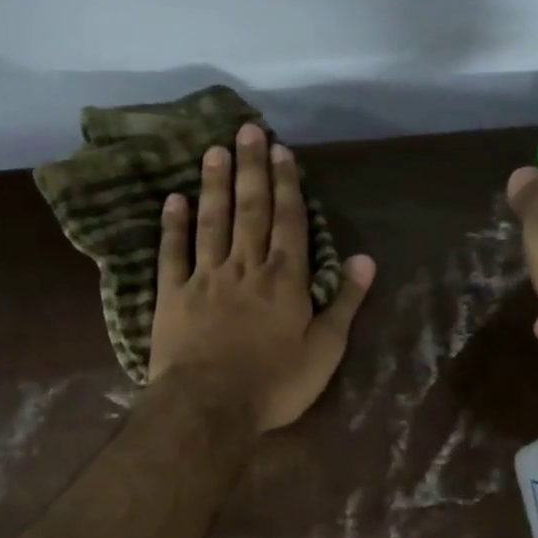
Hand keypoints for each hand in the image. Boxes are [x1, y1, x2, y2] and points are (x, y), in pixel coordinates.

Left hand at [150, 123, 374, 432]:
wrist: (208, 408)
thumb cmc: (274, 384)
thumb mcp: (325, 351)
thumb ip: (345, 303)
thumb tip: (366, 259)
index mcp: (284, 280)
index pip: (289, 221)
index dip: (286, 184)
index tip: (280, 150)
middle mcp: (245, 267)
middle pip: (250, 210)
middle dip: (250, 168)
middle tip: (246, 129)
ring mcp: (204, 278)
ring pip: (212, 221)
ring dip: (214, 185)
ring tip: (213, 151)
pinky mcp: (171, 295)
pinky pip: (172, 253)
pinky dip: (173, 225)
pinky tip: (173, 199)